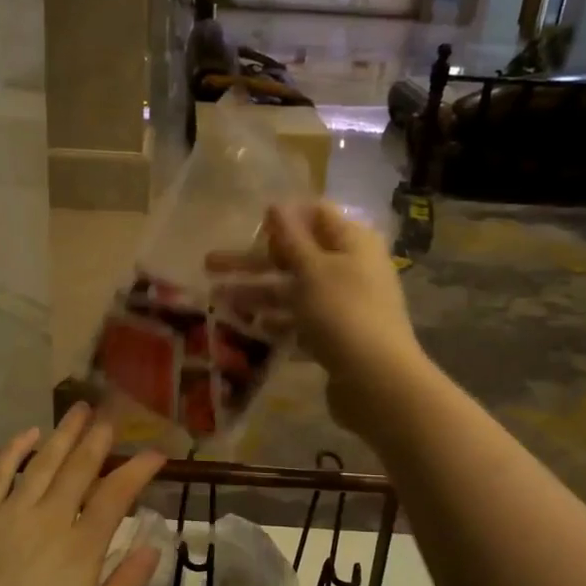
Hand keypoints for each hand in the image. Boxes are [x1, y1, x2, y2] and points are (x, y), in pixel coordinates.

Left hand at [0, 404, 166, 585]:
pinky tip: (28, 433)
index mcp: (80, 548)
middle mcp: (49, 519)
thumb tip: (154, 546)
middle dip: (100, 438)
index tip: (156, 454)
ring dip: (65, 433)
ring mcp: (9, 514)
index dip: (139, 469)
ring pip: (44, 461)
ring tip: (81, 409)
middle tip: (114, 415)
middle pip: (80, 467)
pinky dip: (15, 450)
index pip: (117, 494)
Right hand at [209, 201, 424, 437]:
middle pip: (297, 256)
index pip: (316, 215)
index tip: (249, 226)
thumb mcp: (313, 269)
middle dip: (254, 261)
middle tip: (209, 265)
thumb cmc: (343, 312)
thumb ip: (291, 238)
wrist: (376, 380)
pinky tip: (248, 327)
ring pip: (294, 291)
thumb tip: (277, 205)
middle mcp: (351, 268)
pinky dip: (277, 322)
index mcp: (353, 242)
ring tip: (217, 299)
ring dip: (257, 292)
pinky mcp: (337, 336)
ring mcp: (344, 305)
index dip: (283, 218)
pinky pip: (301, 322)